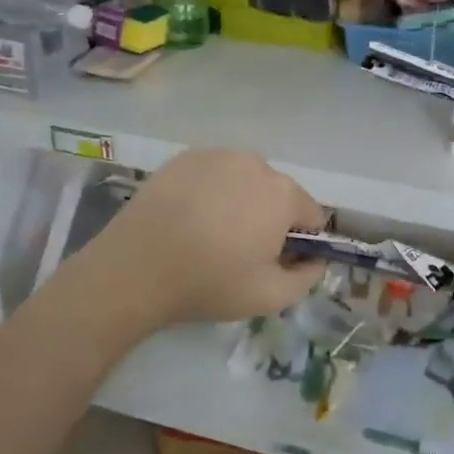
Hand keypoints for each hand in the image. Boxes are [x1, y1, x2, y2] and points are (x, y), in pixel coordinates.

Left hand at [74, 150, 325, 325]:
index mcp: (283, 194)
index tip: (276, 261)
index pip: (312, 214)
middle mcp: (256, 164)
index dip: (301, 241)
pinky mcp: (185, 157)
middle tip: (240, 250)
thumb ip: (307, 278)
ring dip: (241, 200)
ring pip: (245, 180)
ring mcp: (218, 156)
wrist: (136, 268)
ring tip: (210, 232)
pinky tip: (189, 217)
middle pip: (278, 193)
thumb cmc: (210, 283)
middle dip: (270, 217)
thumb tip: (316, 260)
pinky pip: (214, 173)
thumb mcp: (270, 297)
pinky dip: (211, 190)